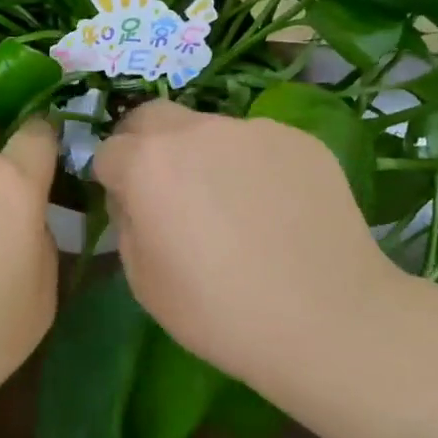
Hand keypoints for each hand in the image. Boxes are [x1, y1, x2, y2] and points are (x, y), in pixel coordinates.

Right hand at [92, 100, 414, 388]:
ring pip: (208, 129)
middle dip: (144, 143)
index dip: (113, 180)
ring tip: (232, 205)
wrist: (328, 320)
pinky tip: (275, 209)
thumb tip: (135, 199)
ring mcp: (251, 129)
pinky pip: (257, 144)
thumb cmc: (220, 312)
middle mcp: (194, 130)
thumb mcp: (143, 281)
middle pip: (151, 117)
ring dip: (202, 154)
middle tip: (166, 188)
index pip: (108, 151)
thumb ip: (126, 223)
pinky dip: (252, 166)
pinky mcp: (298, 139)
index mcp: (146, 163)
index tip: (130, 208)